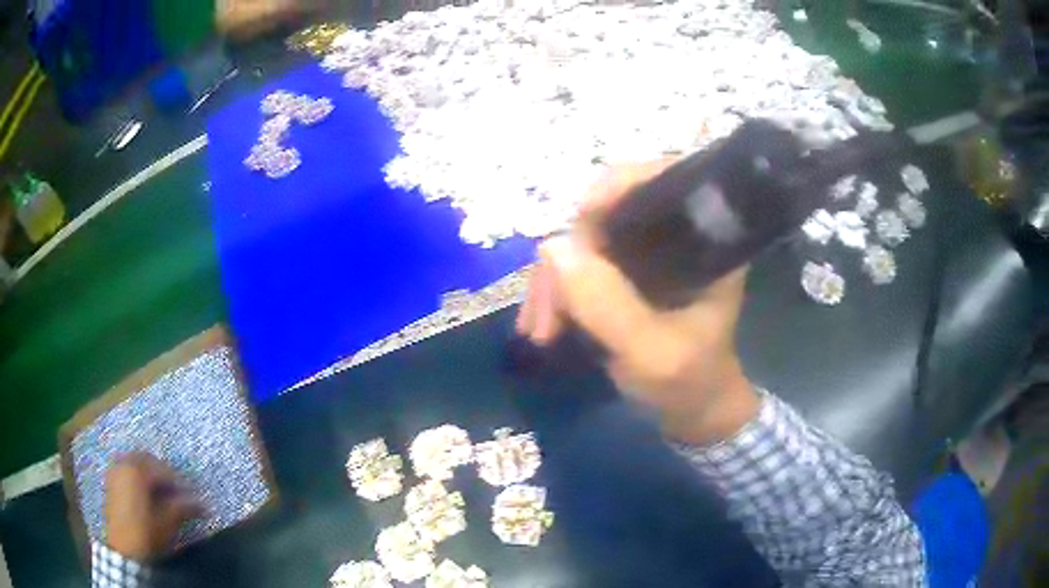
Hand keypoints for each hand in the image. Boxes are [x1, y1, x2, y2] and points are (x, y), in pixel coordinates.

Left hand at [105, 453, 203, 560]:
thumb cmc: (147, 533)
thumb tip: (203, 503)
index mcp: (138, 470)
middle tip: (177, 491)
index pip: (164, 470)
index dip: (180, 483)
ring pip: (136, 462)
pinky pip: (127, 469)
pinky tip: (146, 492)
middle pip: (148, 460)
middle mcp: (124, 463)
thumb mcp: (168, 522)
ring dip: (150, 473)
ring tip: (162, 492)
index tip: (193, 496)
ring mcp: (115, 470)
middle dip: (164, 473)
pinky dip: (138, 475)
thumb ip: (184, 507)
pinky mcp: (111, 480)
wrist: (124, 548)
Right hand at [516, 161, 759, 444]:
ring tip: (538, 332)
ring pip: (584, 242)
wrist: (692, 412)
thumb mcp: (653, 353)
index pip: (663, 181)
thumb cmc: (689, 382)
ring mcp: (644, 254)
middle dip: (567, 258)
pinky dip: (554, 292)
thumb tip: (552, 246)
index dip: (617, 187)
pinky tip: (540, 325)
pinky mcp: (623, 274)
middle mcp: (674, 236)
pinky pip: (577, 265)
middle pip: (608, 212)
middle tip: (544, 315)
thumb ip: (609, 305)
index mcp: (705, 241)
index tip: (578, 222)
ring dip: (552, 283)